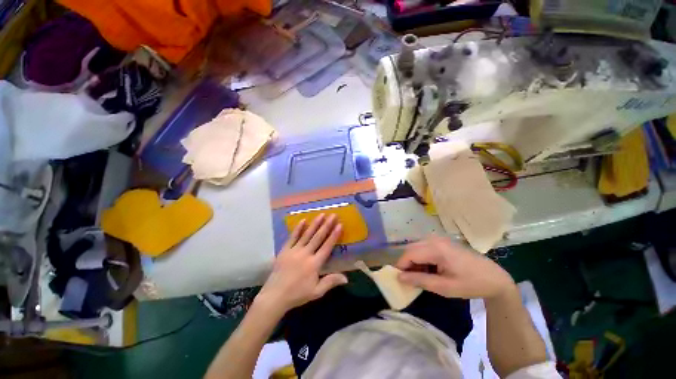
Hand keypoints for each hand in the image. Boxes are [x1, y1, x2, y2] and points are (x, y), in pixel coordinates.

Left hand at [256, 214, 347, 314]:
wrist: (275, 296)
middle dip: (327, 225)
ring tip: (321, 214)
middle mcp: (306, 254)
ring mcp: (294, 250)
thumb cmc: (297, 294)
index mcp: (314, 264)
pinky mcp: (285, 250)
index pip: (327, 246)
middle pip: (318, 237)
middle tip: (333, 215)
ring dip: (315, 224)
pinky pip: (292, 237)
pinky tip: (303, 220)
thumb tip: (346, 278)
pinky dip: (298, 229)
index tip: (339, 225)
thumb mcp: (316, 292)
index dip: (334, 235)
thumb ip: (331, 282)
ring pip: (307, 234)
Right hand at [396, 235, 514, 299]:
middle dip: (407, 264)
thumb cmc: (470, 284)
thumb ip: (420, 280)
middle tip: (411, 280)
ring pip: (416, 248)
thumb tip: (399, 277)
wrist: (494, 278)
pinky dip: (422, 258)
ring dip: (414, 261)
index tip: (400, 280)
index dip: (401, 267)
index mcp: (436, 249)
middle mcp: (434, 239)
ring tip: (421, 276)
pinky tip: (430, 269)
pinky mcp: (441, 241)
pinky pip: (424, 247)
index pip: (409, 254)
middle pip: (410, 249)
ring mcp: (438, 239)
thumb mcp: (444, 287)